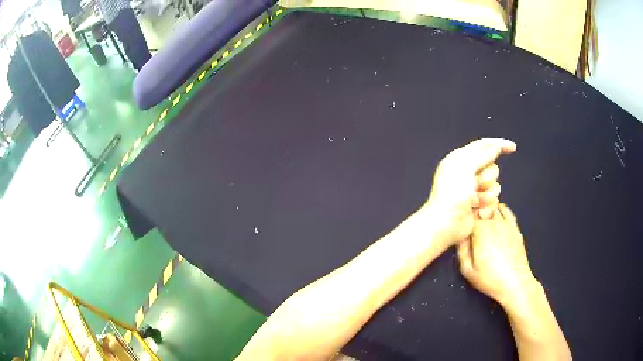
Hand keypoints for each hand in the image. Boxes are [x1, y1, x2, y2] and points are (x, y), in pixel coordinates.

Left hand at [424, 138, 515, 243]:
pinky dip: (488, 207)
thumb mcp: (466, 169)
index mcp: (459, 159)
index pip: (483, 146)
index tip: (513, 148)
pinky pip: (493, 202)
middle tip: (476, 185)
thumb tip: (495, 146)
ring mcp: (472, 190)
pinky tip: (479, 213)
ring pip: (495, 186)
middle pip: (492, 167)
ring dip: (489, 195)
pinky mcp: (477, 205)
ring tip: (476, 202)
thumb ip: (482, 156)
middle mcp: (466, 173)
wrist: (446, 225)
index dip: (499, 144)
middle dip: (489, 177)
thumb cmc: (452, 196)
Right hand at [457, 204, 537, 306]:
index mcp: (480, 231)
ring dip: (486, 205)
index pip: (470, 211)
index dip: (464, 210)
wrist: (515, 283)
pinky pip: (507, 211)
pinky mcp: (515, 228)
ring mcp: (506, 224)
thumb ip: (461, 250)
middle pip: (482, 206)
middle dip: (474, 205)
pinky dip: (500, 208)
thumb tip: (459, 234)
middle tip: (467, 210)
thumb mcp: (468, 270)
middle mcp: (493, 223)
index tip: (459, 213)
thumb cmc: (489, 279)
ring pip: (494, 206)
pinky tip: (497, 211)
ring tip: (480, 208)